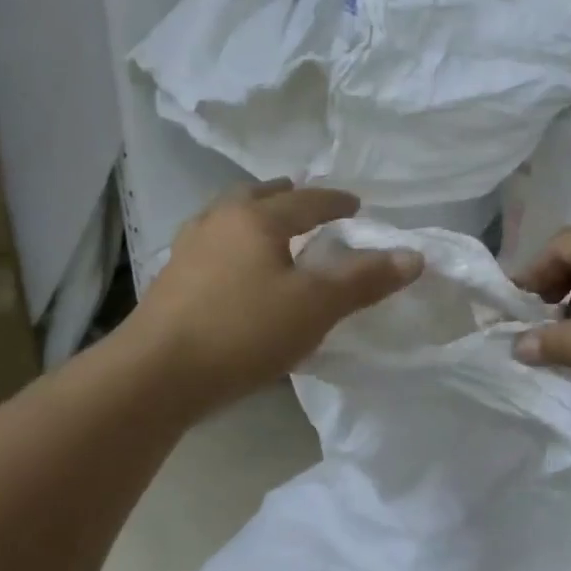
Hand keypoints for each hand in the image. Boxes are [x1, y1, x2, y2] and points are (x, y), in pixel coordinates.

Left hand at [126, 180, 421, 412]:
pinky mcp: (170, 281)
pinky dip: (232, 245)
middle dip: (286, 196)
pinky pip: (210, 246)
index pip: (305, 200)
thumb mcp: (315, 306)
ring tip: (270, 232)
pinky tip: (234, 270)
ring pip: (227, 218)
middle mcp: (218, 222)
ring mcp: (187, 250)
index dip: (335, 202)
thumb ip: (364, 280)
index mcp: (255, 218)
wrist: (156, 374)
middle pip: (256, 197)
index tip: (356, 205)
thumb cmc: (243, 331)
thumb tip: (413, 256)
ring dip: (253, 218)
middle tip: (306, 203)